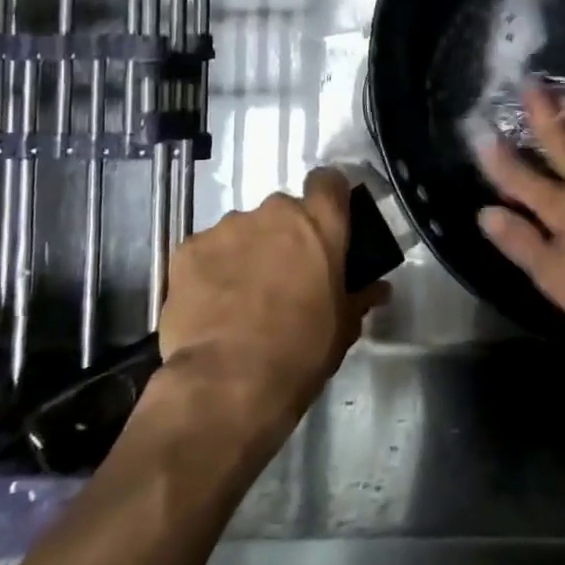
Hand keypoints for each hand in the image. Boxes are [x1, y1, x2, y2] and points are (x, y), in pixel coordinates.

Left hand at [155, 167, 385, 443]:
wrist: (227, 383)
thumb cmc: (301, 351)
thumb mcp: (344, 327)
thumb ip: (359, 296)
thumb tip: (377, 288)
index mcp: (320, 223)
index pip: (329, 181)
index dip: (328, 198)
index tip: (326, 223)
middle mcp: (274, 212)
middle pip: (283, 211)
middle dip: (284, 236)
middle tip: (284, 275)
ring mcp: (227, 227)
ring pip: (242, 230)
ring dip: (247, 252)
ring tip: (241, 297)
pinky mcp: (187, 249)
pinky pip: (206, 251)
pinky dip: (211, 270)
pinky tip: (210, 305)